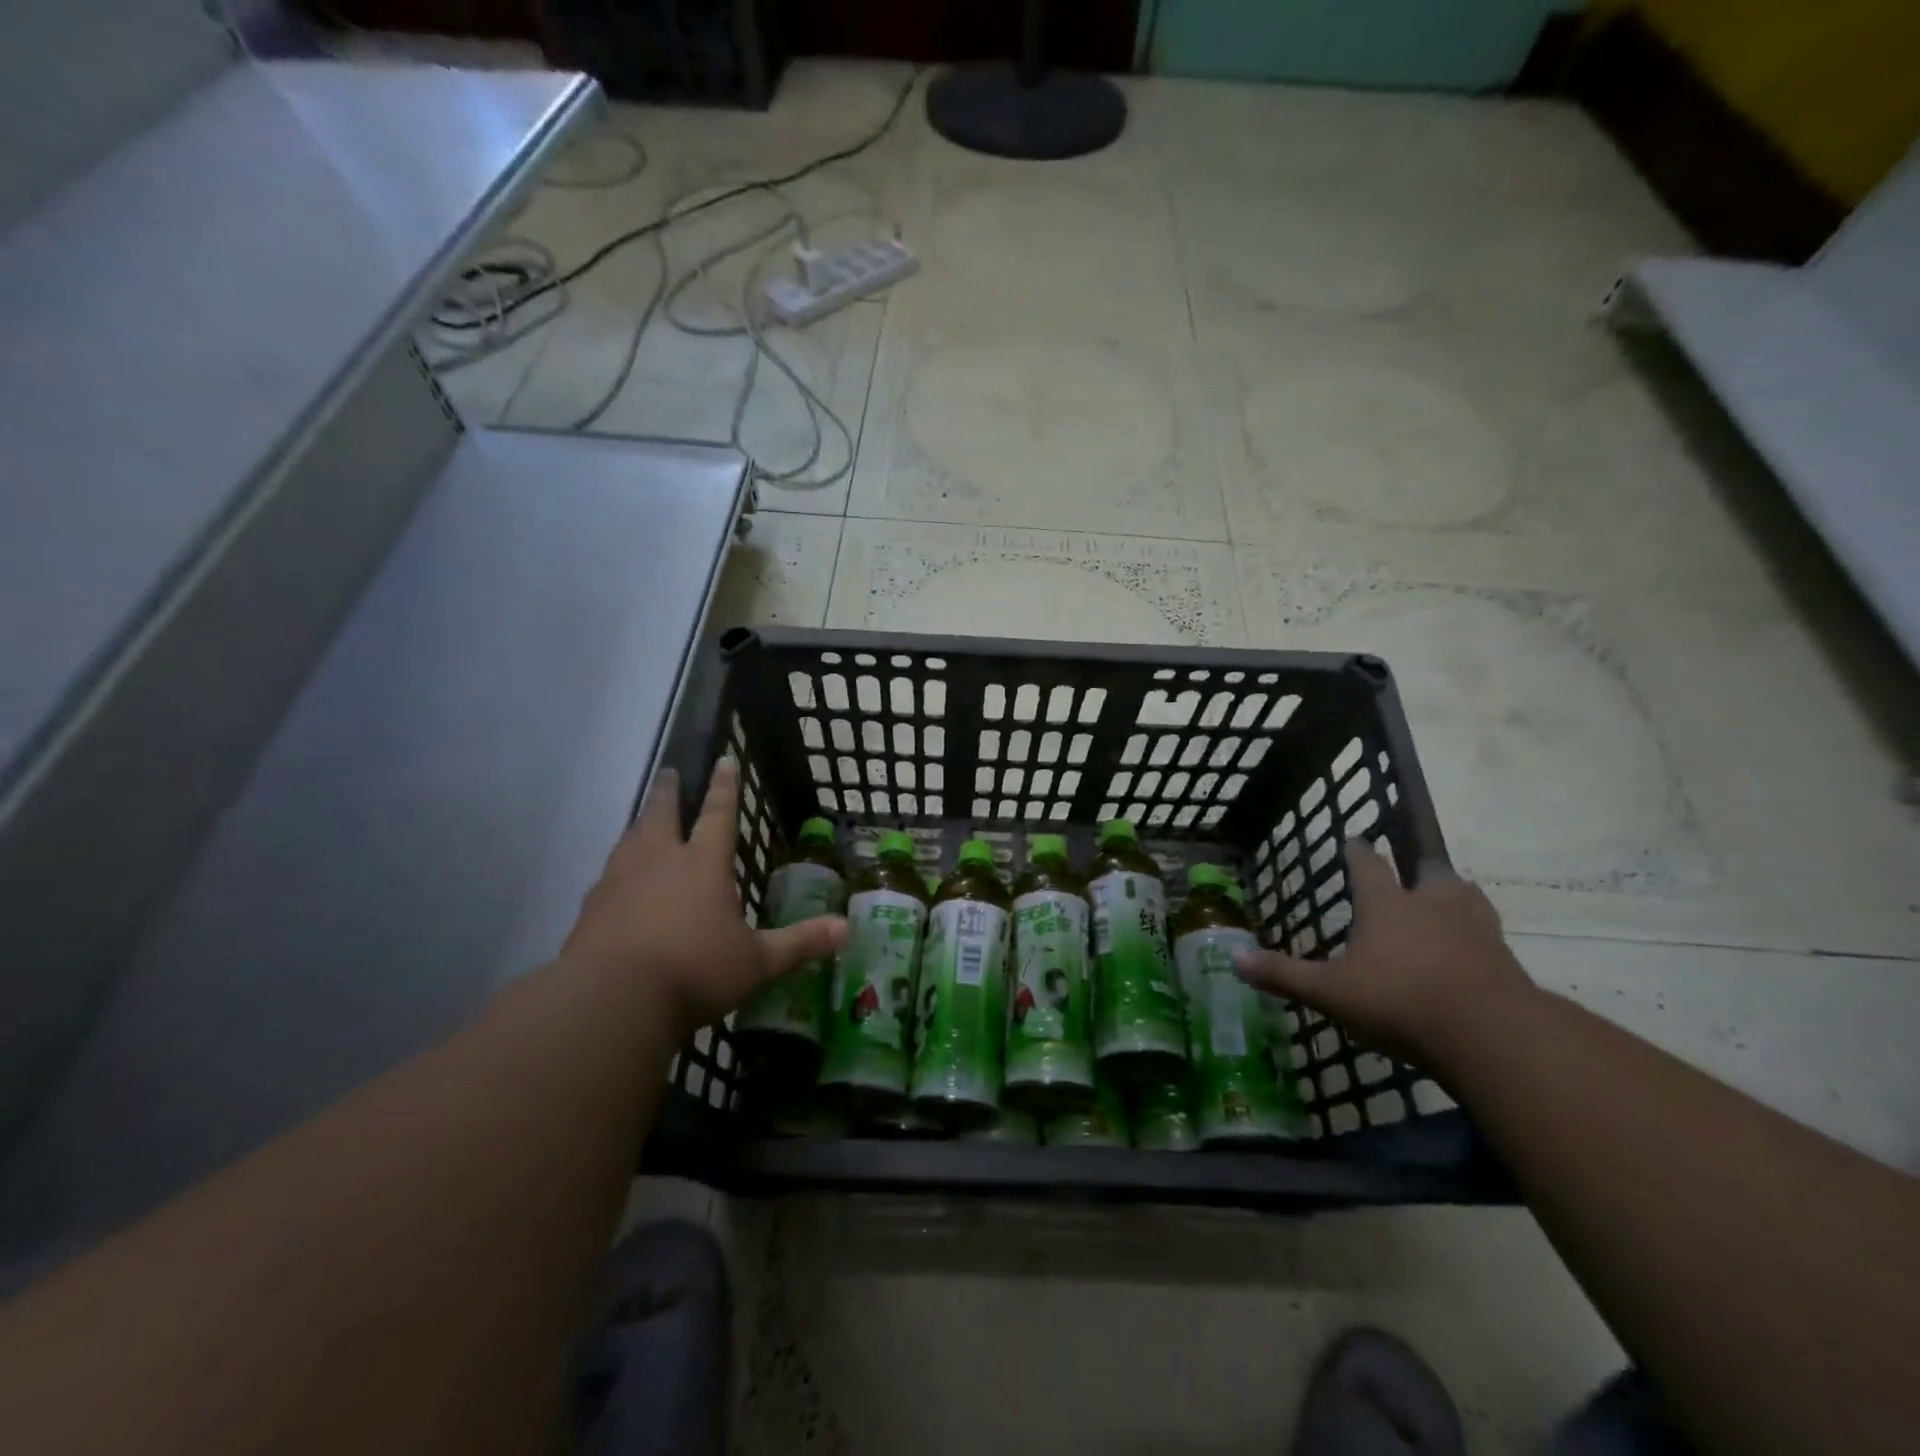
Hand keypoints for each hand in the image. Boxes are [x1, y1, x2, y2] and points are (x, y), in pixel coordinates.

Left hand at [560, 759, 848, 1041]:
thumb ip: (800, 943)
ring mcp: (619, 882)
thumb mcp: (757, 962)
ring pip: (630, 840)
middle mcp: (659, 862)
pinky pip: (607, 877)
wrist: (612, 1000)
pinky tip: (615, 883)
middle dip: (669, 791)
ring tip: (643, 821)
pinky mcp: (591, 909)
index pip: (718, 814)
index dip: (724, 787)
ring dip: (640, 825)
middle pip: (662, 814)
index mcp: (703, 864)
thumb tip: (847, 929)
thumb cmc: (695, 971)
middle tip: (669, 772)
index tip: (723, 759)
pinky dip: (617, 870)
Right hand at [1231, 841, 1533, 1064]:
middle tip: (1412, 871)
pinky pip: (1490, 936)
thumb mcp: (1330, 992)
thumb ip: (1285, 975)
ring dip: (1455, 895)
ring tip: (1449, 899)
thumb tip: (1234, 959)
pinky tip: (1475, 950)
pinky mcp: (1506, 960)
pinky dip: (1479, 936)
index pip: (1368, 866)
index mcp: (1386, 905)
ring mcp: (1475, 930)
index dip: (1358, 852)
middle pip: (1428, 872)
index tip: (1355, 839)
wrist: (1491, 1035)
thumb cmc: (1399, 1001)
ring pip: (1466, 897)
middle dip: (1417, 869)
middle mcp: (1431, 905)